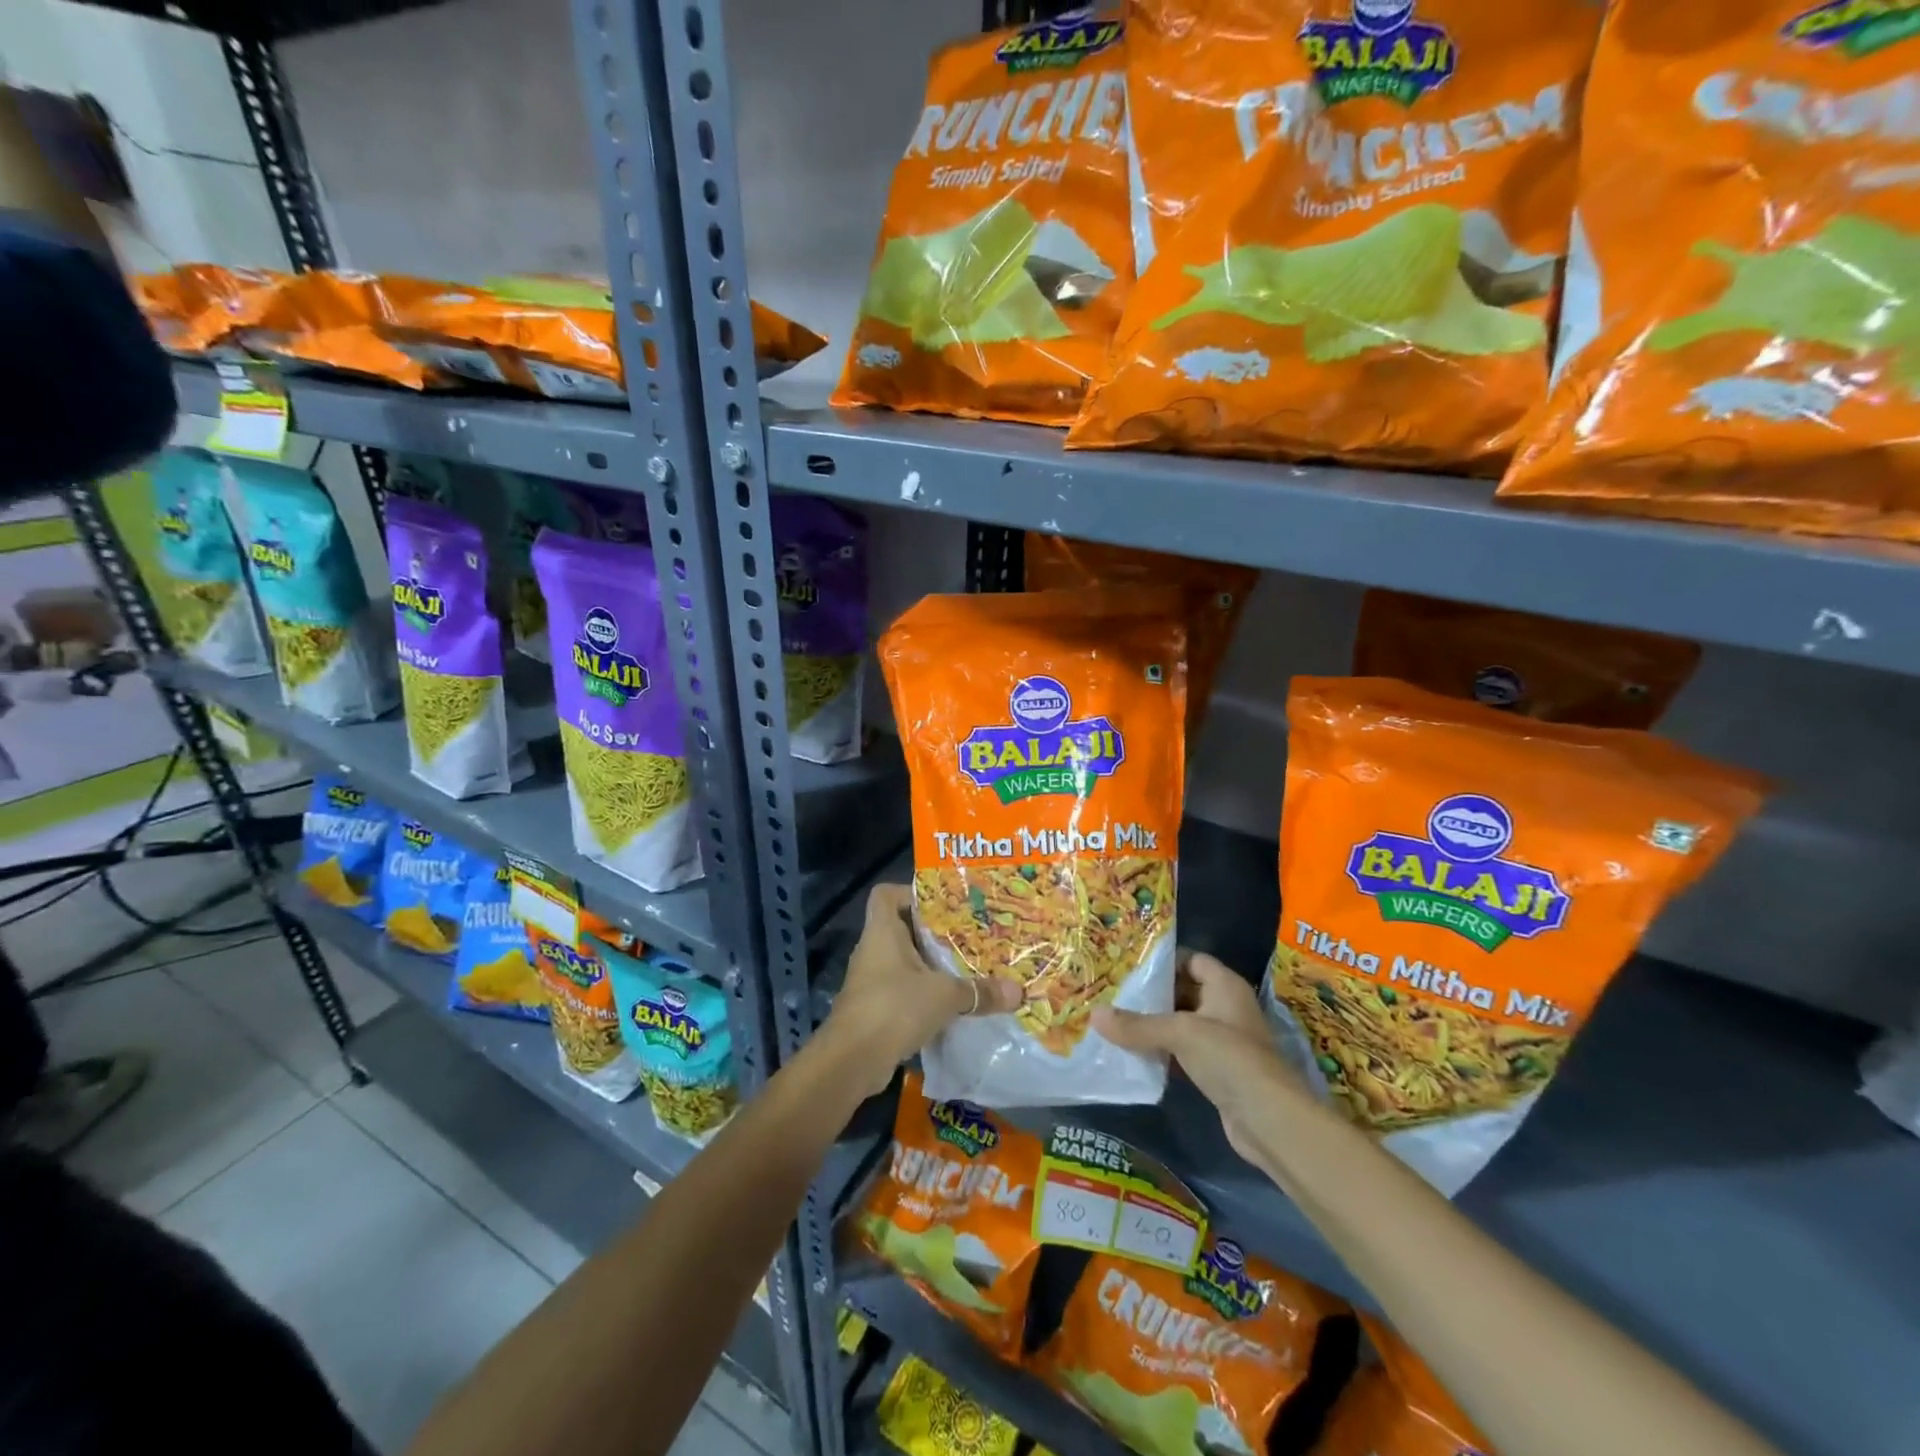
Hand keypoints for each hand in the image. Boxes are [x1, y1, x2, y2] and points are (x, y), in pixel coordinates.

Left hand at [823, 883, 1021, 1095]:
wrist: (851, 1061)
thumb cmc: (894, 1008)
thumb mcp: (945, 995)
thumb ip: (980, 991)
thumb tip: (1018, 992)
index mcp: (882, 932)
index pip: (886, 895)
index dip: (910, 892)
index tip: (942, 903)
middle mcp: (873, 951)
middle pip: (902, 929)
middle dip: (934, 934)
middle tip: (969, 936)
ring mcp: (871, 981)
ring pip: (904, 963)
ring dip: (931, 967)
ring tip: (966, 969)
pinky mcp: (874, 1010)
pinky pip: (903, 992)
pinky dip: (924, 995)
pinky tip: (951, 1006)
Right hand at [1093, 952, 1296, 1165]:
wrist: (1270, 1121)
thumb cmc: (1230, 1059)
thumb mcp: (1180, 1034)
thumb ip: (1137, 1025)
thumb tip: (1094, 1015)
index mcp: (1225, 986)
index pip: (1192, 959)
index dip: (1163, 959)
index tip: (1128, 963)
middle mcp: (1226, 1007)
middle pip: (1184, 990)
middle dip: (1152, 993)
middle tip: (1113, 991)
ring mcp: (1224, 1041)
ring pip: (1182, 1023)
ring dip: (1155, 1024)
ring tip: (1115, 1019)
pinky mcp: (1218, 1071)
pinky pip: (1184, 1051)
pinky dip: (1162, 1051)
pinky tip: (1134, 1053)